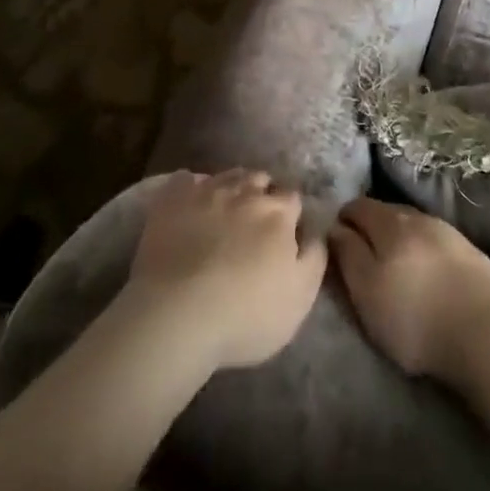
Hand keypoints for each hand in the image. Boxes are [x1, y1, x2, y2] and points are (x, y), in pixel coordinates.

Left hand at [123, 170, 327, 372]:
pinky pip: (186, 179)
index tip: (287, 230)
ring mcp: (206, 190)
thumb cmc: (245, 314)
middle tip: (256, 219)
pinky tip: (191, 202)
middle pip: (260, 179)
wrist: (177, 314)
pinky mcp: (172, 198)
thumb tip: (318, 232)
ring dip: (232, 187)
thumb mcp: (299, 299)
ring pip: (227, 175)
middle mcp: (244, 192)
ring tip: (227, 208)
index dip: (291, 213)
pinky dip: (192, 187)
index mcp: (278, 213)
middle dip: (262, 193)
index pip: (293, 198)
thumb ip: (314, 259)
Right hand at [330, 197, 489, 384]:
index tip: (337, 241)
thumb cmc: (415, 319)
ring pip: (414, 226)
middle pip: (387, 212)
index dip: (343, 220)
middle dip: (371, 227)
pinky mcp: (472, 253)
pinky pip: (437, 242)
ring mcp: (449, 232)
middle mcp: (419, 217)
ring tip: (396, 265)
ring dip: (400, 238)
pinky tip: (427, 272)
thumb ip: (347, 255)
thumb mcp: (367, 292)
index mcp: (390, 223)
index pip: (358, 206)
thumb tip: (334, 228)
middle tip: (364, 256)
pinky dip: (424, 250)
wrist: (487, 335)